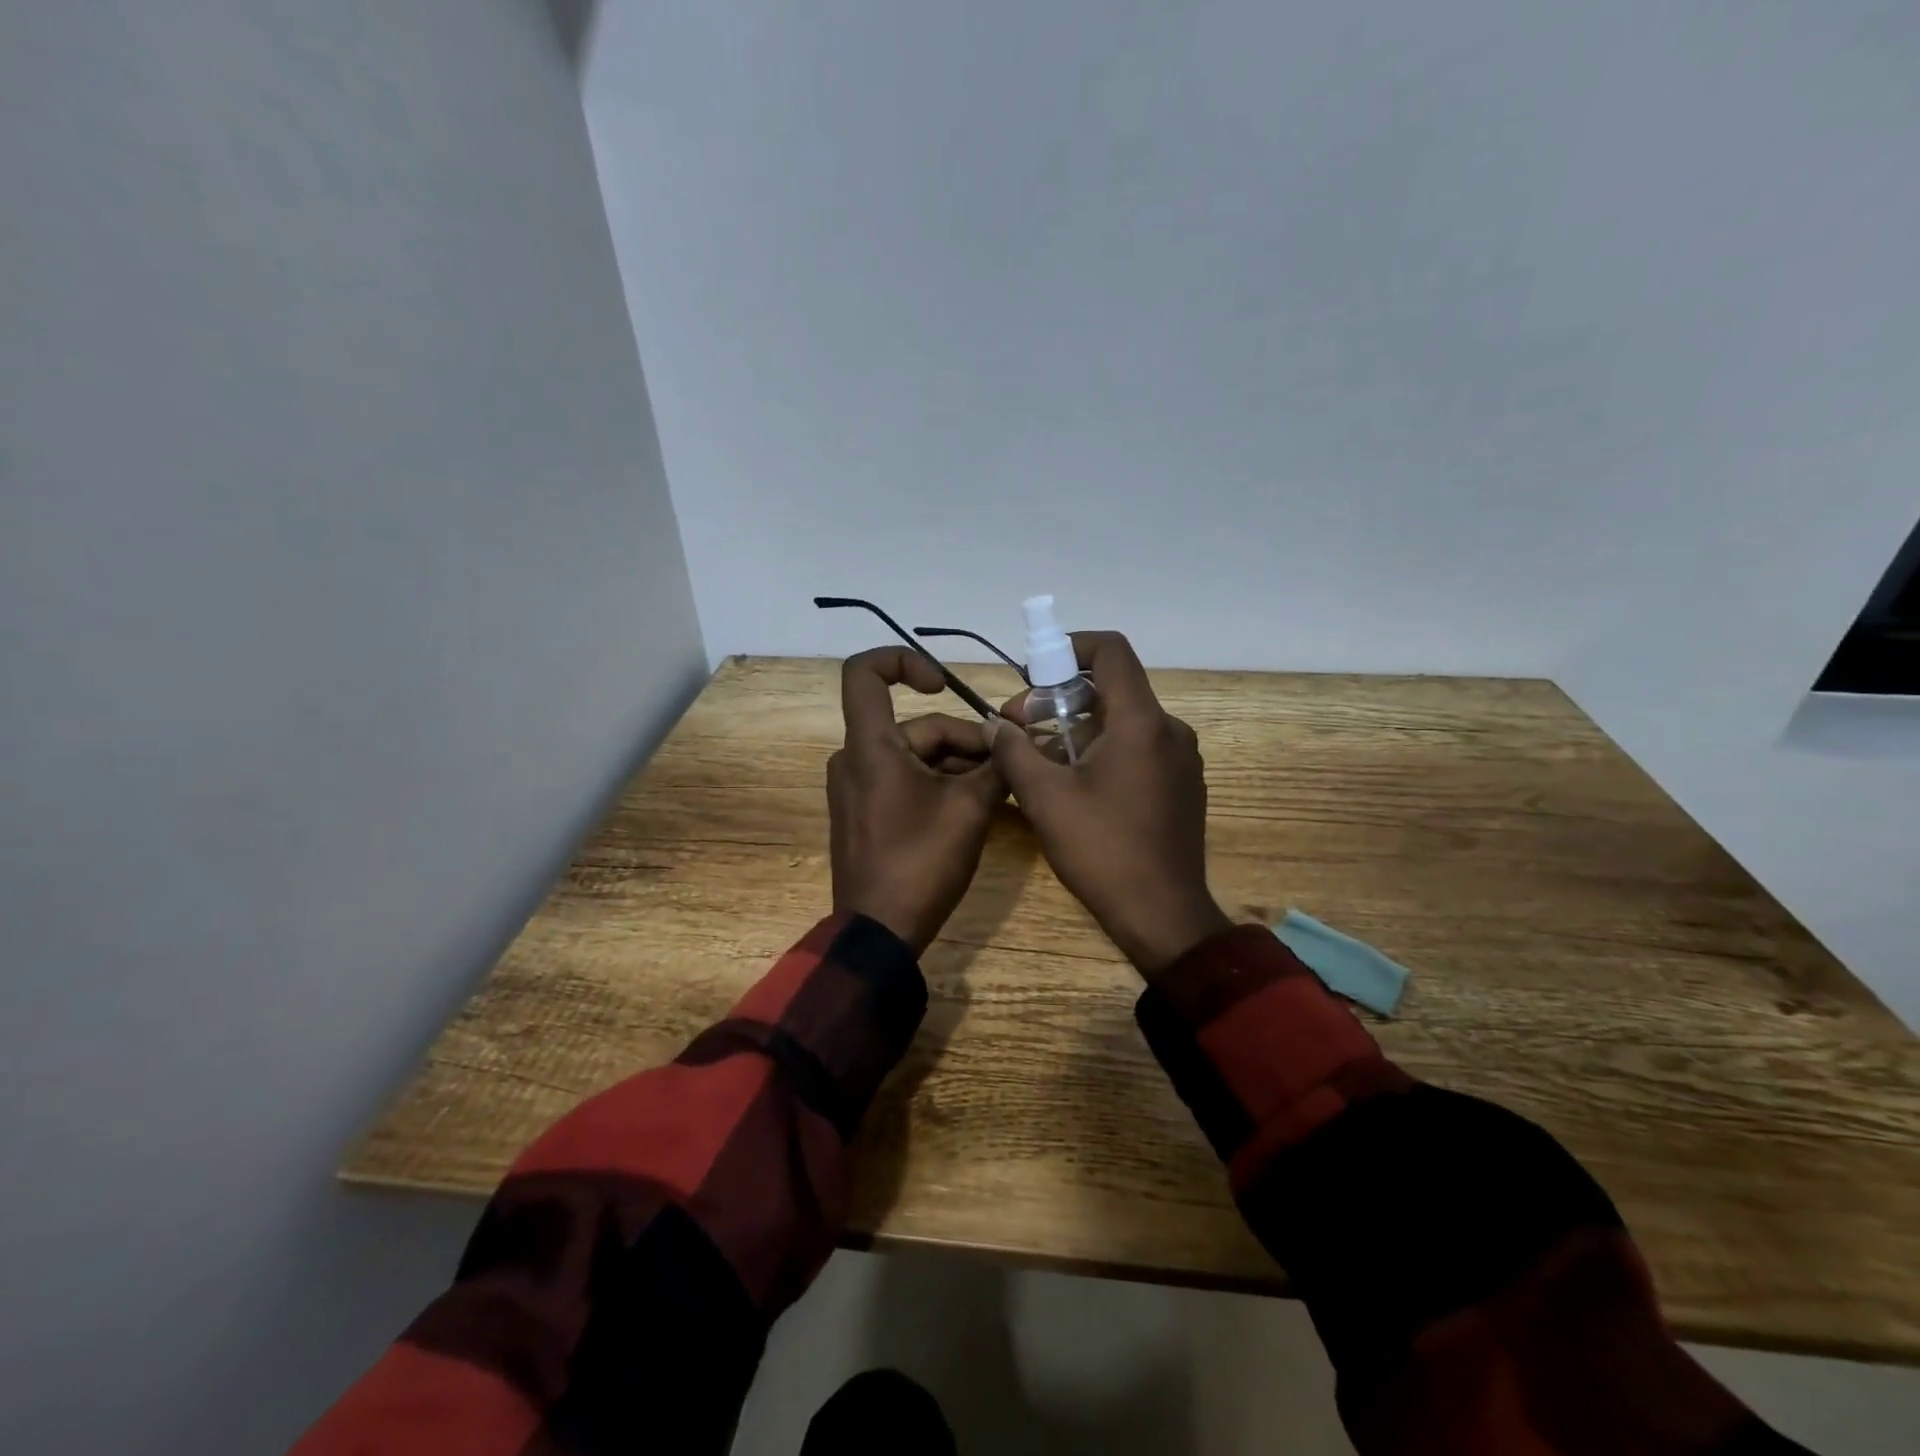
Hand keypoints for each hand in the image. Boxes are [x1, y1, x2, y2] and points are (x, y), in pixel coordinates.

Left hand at [829, 647, 1007, 953]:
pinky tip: (976, 805)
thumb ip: (996, 766)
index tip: (943, 683)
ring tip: (1002, 789)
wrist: (878, 933)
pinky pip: (905, 781)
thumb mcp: (970, 810)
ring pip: (915, 756)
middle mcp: (855, 758)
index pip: (864, 673)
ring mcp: (857, 788)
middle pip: (916, 727)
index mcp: (870, 746)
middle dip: (966, 741)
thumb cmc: (920, 863)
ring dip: (958, 766)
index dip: (903, 660)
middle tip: (1009, 766)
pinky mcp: (865, 813)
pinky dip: (939, 785)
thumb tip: (1015, 739)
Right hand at [991, 632, 1230, 976]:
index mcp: (1141, 722)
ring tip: (1040, 759)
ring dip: (1079, 728)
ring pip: (1124, 721)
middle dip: (1062, 698)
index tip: (1035, 672)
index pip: (1111, 651)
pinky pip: (1139, 749)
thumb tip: (993, 724)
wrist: (1163, 915)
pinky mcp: (1182, 786)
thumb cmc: (1102, 850)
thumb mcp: (1045, 798)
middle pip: (1113, 688)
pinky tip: (1076, 784)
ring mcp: (1181, 760)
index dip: (1070, 646)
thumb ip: (1014, 751)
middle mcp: (1170, 730)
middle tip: (1021, 726)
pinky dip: (1104, 750)